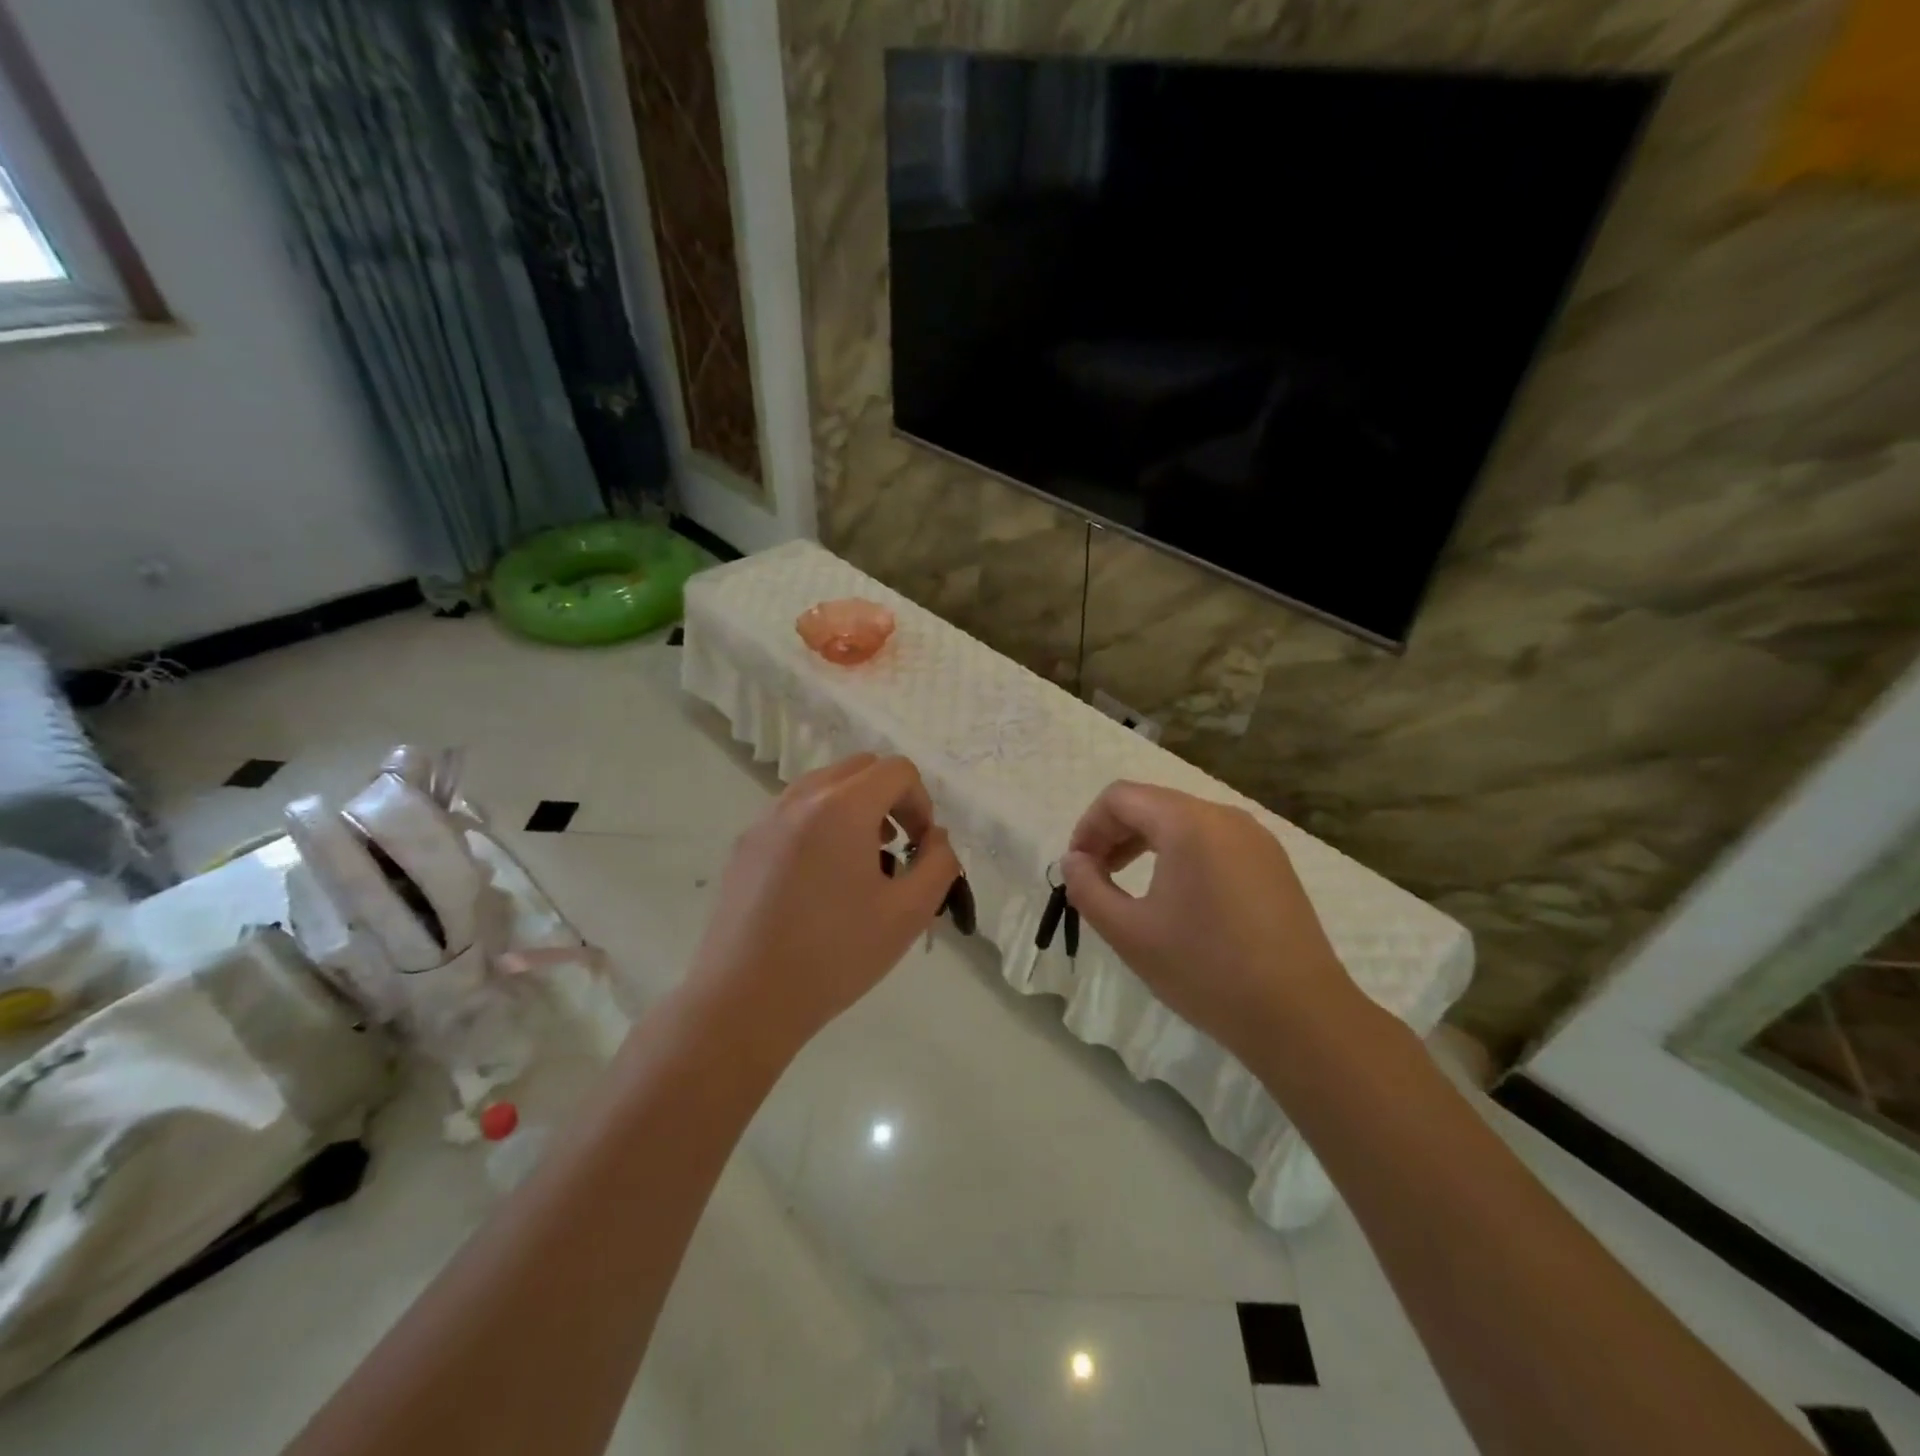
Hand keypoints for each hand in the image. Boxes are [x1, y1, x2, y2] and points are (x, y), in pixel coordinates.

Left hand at [689, 754, 960, 1056]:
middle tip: (896, 848)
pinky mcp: (745, 844)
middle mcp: (800, 799)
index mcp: (842, 807)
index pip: (897, 770)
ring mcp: (766, 819)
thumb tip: (936, 838)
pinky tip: (821, 880)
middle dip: (890, 799)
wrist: (745, 1000)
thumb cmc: (835, 955)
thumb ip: (939, 864)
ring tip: (860, 864)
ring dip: (855, 808)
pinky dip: (821, 823)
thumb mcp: (909, 913)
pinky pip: (795, 811)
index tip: (920, 847)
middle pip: (860, 768)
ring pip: (824, 786)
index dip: (921, 803)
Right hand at [1061, 781, 1355, 1063]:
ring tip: (1129, 887)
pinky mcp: (1273, 864)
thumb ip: (1088, 888)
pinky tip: (1178, 899)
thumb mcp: (1129, 932)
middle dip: (1114, 834)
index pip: (1120, 797)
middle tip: (1096, 877)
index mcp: (1188, 822)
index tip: (1076, 868)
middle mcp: (1224, 816)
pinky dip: (1181, 855)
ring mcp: (1256, 839)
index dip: (1088, 827)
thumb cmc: (1205, 969)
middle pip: (1152, 804)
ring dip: (1146, 844)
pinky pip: (1214, 842)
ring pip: (1184, 822)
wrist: (1300, 1016)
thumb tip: (1074, 862)